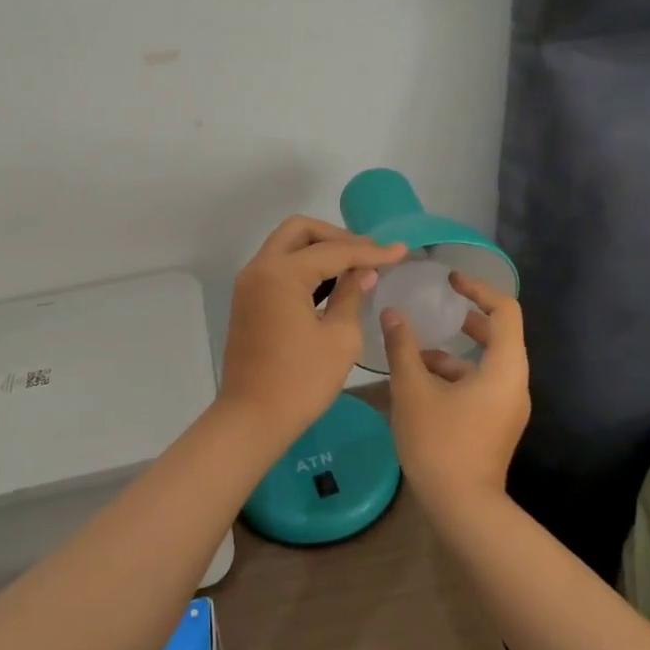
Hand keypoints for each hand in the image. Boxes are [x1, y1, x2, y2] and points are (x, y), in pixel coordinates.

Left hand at [220, 216, 405, 443]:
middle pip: (300, 231)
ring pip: (286, 246)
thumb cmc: (301, 381)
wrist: (252, 418)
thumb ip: (352, 295)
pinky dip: (303, 266)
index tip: (401, 251)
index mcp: (281, 273)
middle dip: (337, 236)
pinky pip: (278, 267)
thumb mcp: (340, 338)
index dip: (370, 251)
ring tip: (355, 265)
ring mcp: (249, 283)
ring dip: (319, 249)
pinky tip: (331, 283)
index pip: (333, 250)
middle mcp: (260, 268)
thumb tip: (364, 272)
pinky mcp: (248, 300)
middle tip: (368, 253)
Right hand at [381, 271, 529, 516]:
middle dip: (467, 318)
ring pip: (485, 364)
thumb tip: (392, 313)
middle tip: (439, 306)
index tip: (450, 280)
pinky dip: (455, 376)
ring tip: (414, 352)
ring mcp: (507, 407)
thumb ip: (403, 347)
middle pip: (499, 335)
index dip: (479, 288)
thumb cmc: (440, 443)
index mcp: (504, 368)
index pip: (506, 310)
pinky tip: (419, 384)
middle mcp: (514, 383)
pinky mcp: (496, 424)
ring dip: (453, 352)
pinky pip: (480, 386)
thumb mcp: (413, 390)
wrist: (463, 509)